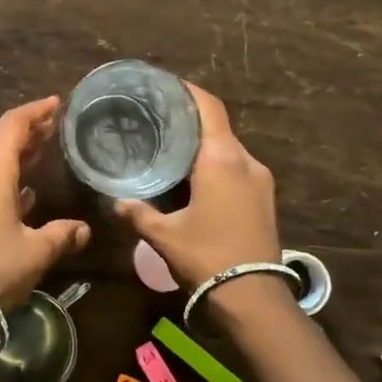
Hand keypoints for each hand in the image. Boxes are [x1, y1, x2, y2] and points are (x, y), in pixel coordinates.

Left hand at [0, 96, 91, 312]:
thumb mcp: (36, 251)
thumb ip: (62, 235)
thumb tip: (84, 230)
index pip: (14, 124)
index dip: (37, 111)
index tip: (56, 103)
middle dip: (27, 135)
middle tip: (52, 131)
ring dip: (11, 159)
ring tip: (38, 160)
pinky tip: (16, 196)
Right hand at [116, 84, 284, 319]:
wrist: (254, 297)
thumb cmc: (206, 257)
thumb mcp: (164, 235)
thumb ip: (138, 213)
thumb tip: (117, 202)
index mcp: (222, 159)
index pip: (209, 107)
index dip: (189, 90)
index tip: (167, 84)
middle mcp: (246, 162)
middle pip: (218, 127)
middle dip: (191, 120)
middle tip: (160, 118)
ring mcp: (260, 181)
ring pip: (229, 150)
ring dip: (204, 145)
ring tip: (173, 148)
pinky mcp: (265, 199)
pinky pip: (237, 168)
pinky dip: (216, 164)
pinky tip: (194, 178)